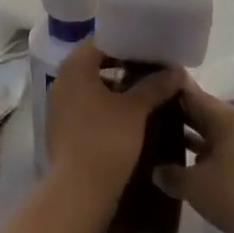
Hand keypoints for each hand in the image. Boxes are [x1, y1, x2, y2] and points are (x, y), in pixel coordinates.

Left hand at [43, 41, 184, 204]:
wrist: (79, 190)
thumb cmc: (106, 140)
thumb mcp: (135, 110)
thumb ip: (154, 85)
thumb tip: (176, 71)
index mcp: (74, 68)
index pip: (100, 41)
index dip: (125, 43)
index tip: (149, 49)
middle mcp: (61, 81)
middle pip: (93, 63)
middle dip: (122, 64)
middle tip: (150, 69)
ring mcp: (58, 106)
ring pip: (90, 86)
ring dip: (114, 86)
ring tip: (143, 92)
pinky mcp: (61, 128)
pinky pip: (84, 105)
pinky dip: (104, 105)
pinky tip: (127, 116)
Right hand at [154, 83, 233, 232]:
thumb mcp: (195, 186)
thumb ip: (171, 175)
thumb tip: (156, 170)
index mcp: (226, 117)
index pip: (192, 95)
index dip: (170, 93)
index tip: (149, 93)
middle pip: (206, 114)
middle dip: (181, 118)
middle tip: (151, 120)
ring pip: (217, 136)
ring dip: (195, 141)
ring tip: (166, 146)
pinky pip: (228, 154)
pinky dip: (210, 158)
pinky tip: (193, 170)